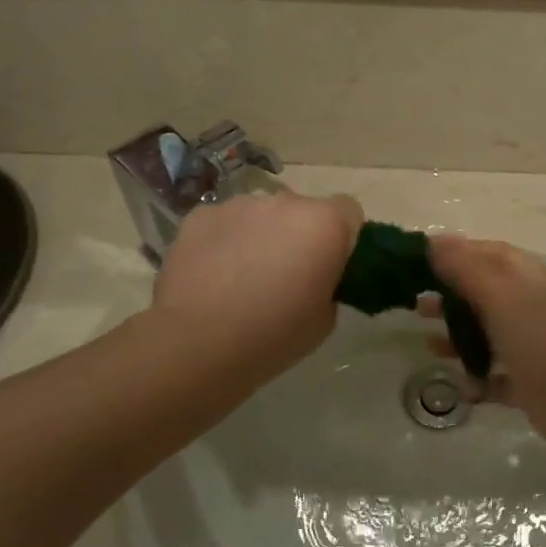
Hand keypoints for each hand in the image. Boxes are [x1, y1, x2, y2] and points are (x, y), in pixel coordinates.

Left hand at [150, 191, 363, 389]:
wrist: (196, 344)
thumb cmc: (273, 336)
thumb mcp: (326, 318)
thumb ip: (330, 282)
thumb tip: (315, 274)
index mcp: (325, 224)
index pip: (349, 212)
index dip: (342, 238)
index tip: (329, 266)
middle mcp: (285, 202)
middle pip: (303, 210)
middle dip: (299, 234)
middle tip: (285, 275)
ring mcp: (239, 204)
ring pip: (262, 214)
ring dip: (262, 235)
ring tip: (242, 277)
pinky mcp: (201, 214)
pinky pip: (226, 222)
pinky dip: (225, 240)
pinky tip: (213, 274)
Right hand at [428, 235, 545, 456]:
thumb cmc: (542, 343)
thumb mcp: (500, 297)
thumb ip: (465, 269)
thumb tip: (434, 242)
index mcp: (525, 277)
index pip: (486, 252)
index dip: (452, 252)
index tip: (415, 262)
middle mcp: (529, 305)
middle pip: (482, 291)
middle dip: (449, 296)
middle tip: (414, 305)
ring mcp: (531, 344)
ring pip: (487, 333)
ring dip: (458, 337)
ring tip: (428, 346)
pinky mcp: (531, 381)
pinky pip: (496, 374)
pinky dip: (478, 377)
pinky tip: (462, 387)